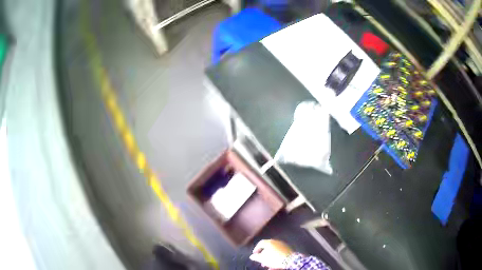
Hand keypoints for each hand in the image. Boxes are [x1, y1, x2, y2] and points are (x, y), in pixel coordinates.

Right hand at [249, 239, 292, 269]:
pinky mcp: (288, 249)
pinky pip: (279, 253)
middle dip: (264, 255)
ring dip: (270, 257)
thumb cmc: (274, 258)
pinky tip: (275, 263)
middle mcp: (276, 241)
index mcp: (269, 242)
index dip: (256, 249)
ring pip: (273, 251)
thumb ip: (256, 257)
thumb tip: (252, 256)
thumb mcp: (262, 259)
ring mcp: (283, 245)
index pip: (260, 243)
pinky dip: (276, 257)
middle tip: (262, 261)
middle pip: (267, 248)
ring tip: (268, 264)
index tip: (255, 254)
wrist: (289, 260)